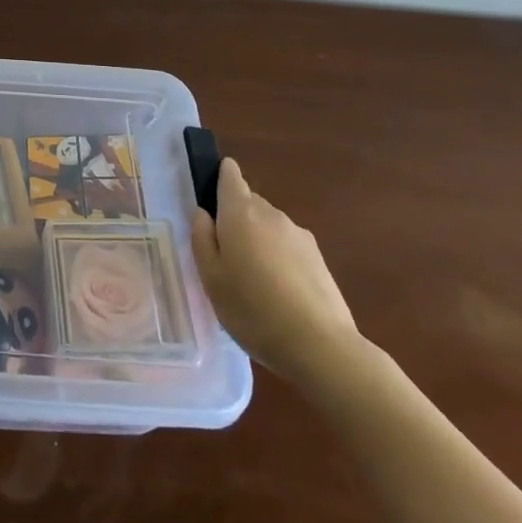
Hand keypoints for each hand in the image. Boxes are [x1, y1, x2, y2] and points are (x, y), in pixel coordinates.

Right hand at [191, 158, 361, 386]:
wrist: (320, 345)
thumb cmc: (251, 308)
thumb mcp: (210, 277)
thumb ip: (202, 238)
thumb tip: (203, 213)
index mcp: (240, 213)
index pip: (231, 177)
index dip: (221, 177)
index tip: (213, 189)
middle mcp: (271, 215)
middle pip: (250, 203)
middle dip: (236, 218)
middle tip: (224, 252)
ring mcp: (299, 236)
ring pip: (270, 226)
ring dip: (258, 241)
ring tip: (251, 279)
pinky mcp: (319, 259)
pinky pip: (288, 247)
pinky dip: (278, 259)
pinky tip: (276, 292)